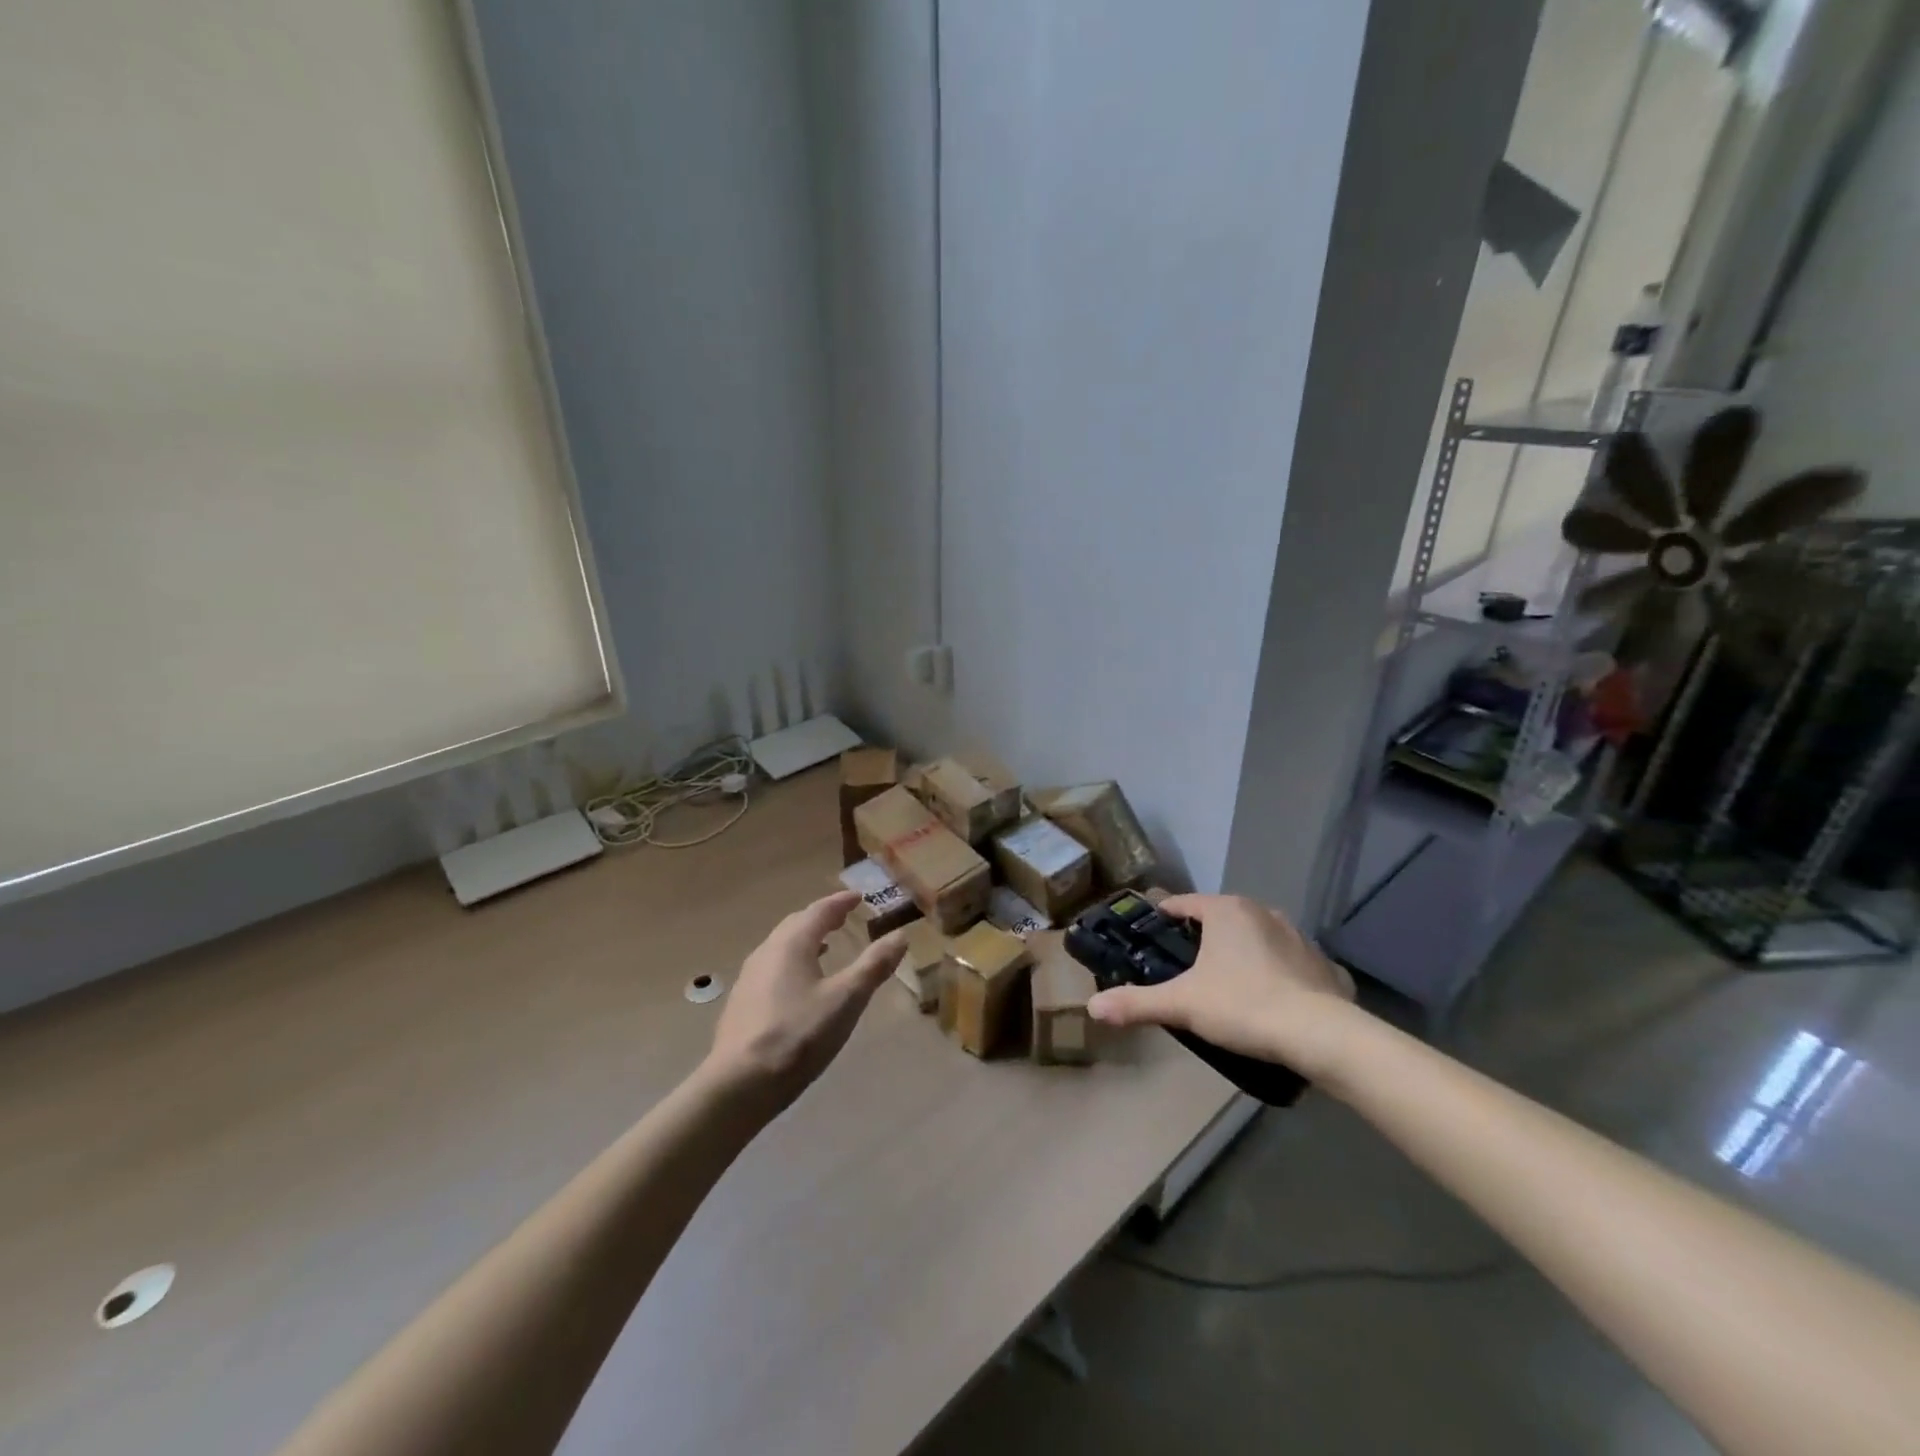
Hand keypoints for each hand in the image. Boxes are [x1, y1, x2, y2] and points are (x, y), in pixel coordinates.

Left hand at [702, 892, 907, 1112]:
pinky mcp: (743, 1003)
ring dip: (805, 940)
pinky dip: (792, 962)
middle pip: (796, 924)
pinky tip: (800, 985)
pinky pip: (772, 968)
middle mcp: (767, 952)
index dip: (840, 902)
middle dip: (821, 917)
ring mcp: (750, 978)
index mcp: (792, 943)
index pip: (819, 910)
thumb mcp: (846, 1000)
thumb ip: (873, 966)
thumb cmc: (799, 1035)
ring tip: (825, 946)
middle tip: (842, 917)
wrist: (740, 1084)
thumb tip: (900, 935)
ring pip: (781, 946)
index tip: (858, 896)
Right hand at [1086, 894, 1355, 1077]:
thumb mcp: (1182, 1005)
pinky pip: (1289, 962)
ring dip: (1240, 953)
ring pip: (1256, 937)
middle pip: (1220, 918)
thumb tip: (1091, 1007)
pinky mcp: (1323, 963)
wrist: (1321, 1035)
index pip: (1183, 904)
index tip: (1149, 937)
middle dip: (1201, 939)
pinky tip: (1272, 1000)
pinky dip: (1277, 973)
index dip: (1163, 918)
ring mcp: (1297, 935)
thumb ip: (1136, 1003)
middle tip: (1183, 969)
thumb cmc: (1243, 1006)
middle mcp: (1262, 912)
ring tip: (1226, 986)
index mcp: (1226, 911)